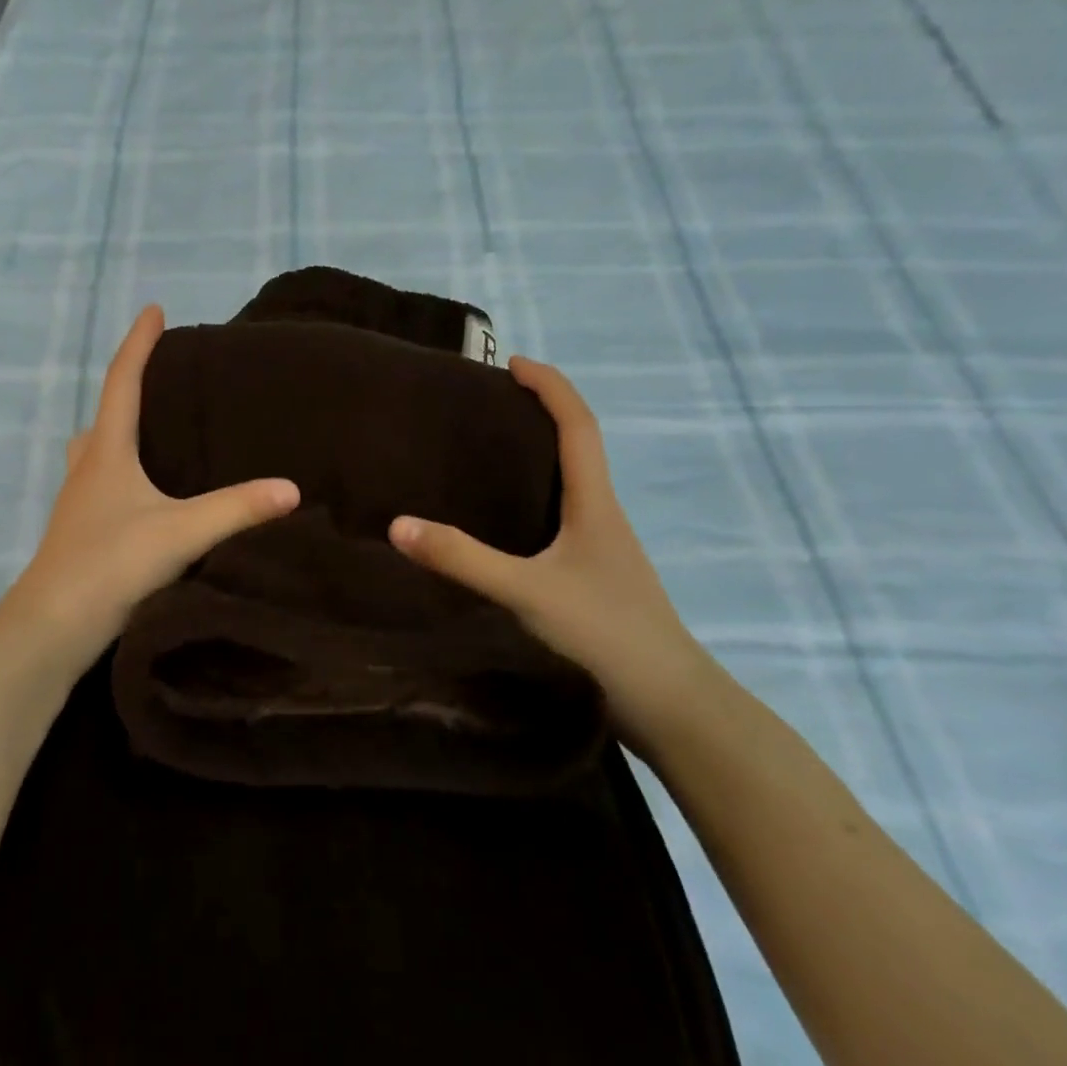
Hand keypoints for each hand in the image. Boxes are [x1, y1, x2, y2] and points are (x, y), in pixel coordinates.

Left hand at [9, 305, 299, 670]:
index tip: (155, 310)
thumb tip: (292, 489)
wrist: (53, 626)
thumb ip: (237, 509)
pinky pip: (101, 484)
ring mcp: (78, 502)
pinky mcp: (80, 533)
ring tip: (154, 437)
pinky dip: (121, 473)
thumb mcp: (180, 532)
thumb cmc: (111, 563)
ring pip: (96, 452)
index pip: (123, 382)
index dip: (139, 344)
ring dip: (118, 435)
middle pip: (103, 415)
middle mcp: (87, 468)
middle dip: (127, 390)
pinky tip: (145, 497)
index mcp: (107, 452)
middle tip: (160, 382)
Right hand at [388, 356, 712, 754]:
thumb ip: (463, 560)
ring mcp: (602, 547)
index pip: (578, 425)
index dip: (550, 386)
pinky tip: (504, 522)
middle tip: (489, 406)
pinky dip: (534, 497)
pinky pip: (562, 516)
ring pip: (571, 483)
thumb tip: (398, 525)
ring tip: (487, 453)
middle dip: (540, 413)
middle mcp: (603, 515)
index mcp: (595, 503)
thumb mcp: (526, 592)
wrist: (668, 702)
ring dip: (538, 455)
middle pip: (577, 446)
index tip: (513, 363)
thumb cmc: (605, 633)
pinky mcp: (594, 574)